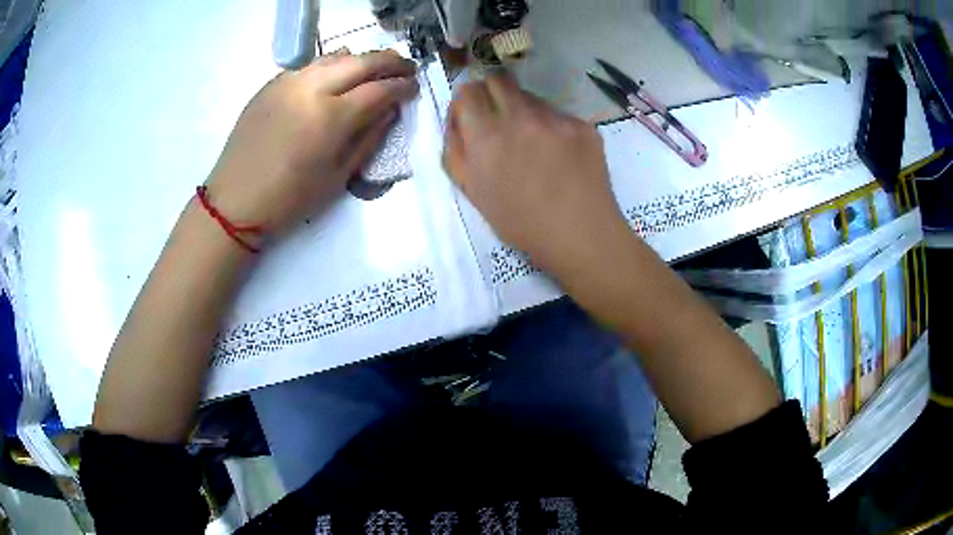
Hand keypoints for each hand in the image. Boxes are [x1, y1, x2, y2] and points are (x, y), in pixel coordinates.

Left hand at [206, 49, 418, 236]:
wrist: (235, 201)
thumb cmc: (290, 199)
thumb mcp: (338, 176)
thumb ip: (369, 138)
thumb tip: (389, 111)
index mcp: (331, 117)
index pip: (379, 89)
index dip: (402, 86)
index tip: (414, 87)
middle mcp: (312, 88)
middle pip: (361, 62)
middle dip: (389, 62)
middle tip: (405, 67)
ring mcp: (288, 82)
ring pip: (335, 56)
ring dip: (361, 59)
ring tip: (374, 67)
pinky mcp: (271, 84)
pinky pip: (309, 65)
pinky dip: (330, 65)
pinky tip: (335, 74)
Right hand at [443, 74, 628, 273]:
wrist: (580, 235)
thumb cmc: (521, 223)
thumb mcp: (473, 192)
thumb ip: (455, 150)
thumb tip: (456, 118)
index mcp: (487, 137)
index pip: (468, 91)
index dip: (467, 99)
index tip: (473, 112)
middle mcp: (520, 118)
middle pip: (498, 79)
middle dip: (493, 92)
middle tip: (499, 116)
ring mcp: (555, 119)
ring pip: (531, 97)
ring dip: (524, 110)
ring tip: (534, 143)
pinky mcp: (582, 125)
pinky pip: (559, 114)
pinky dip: (553, 127)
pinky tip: (561, 154)